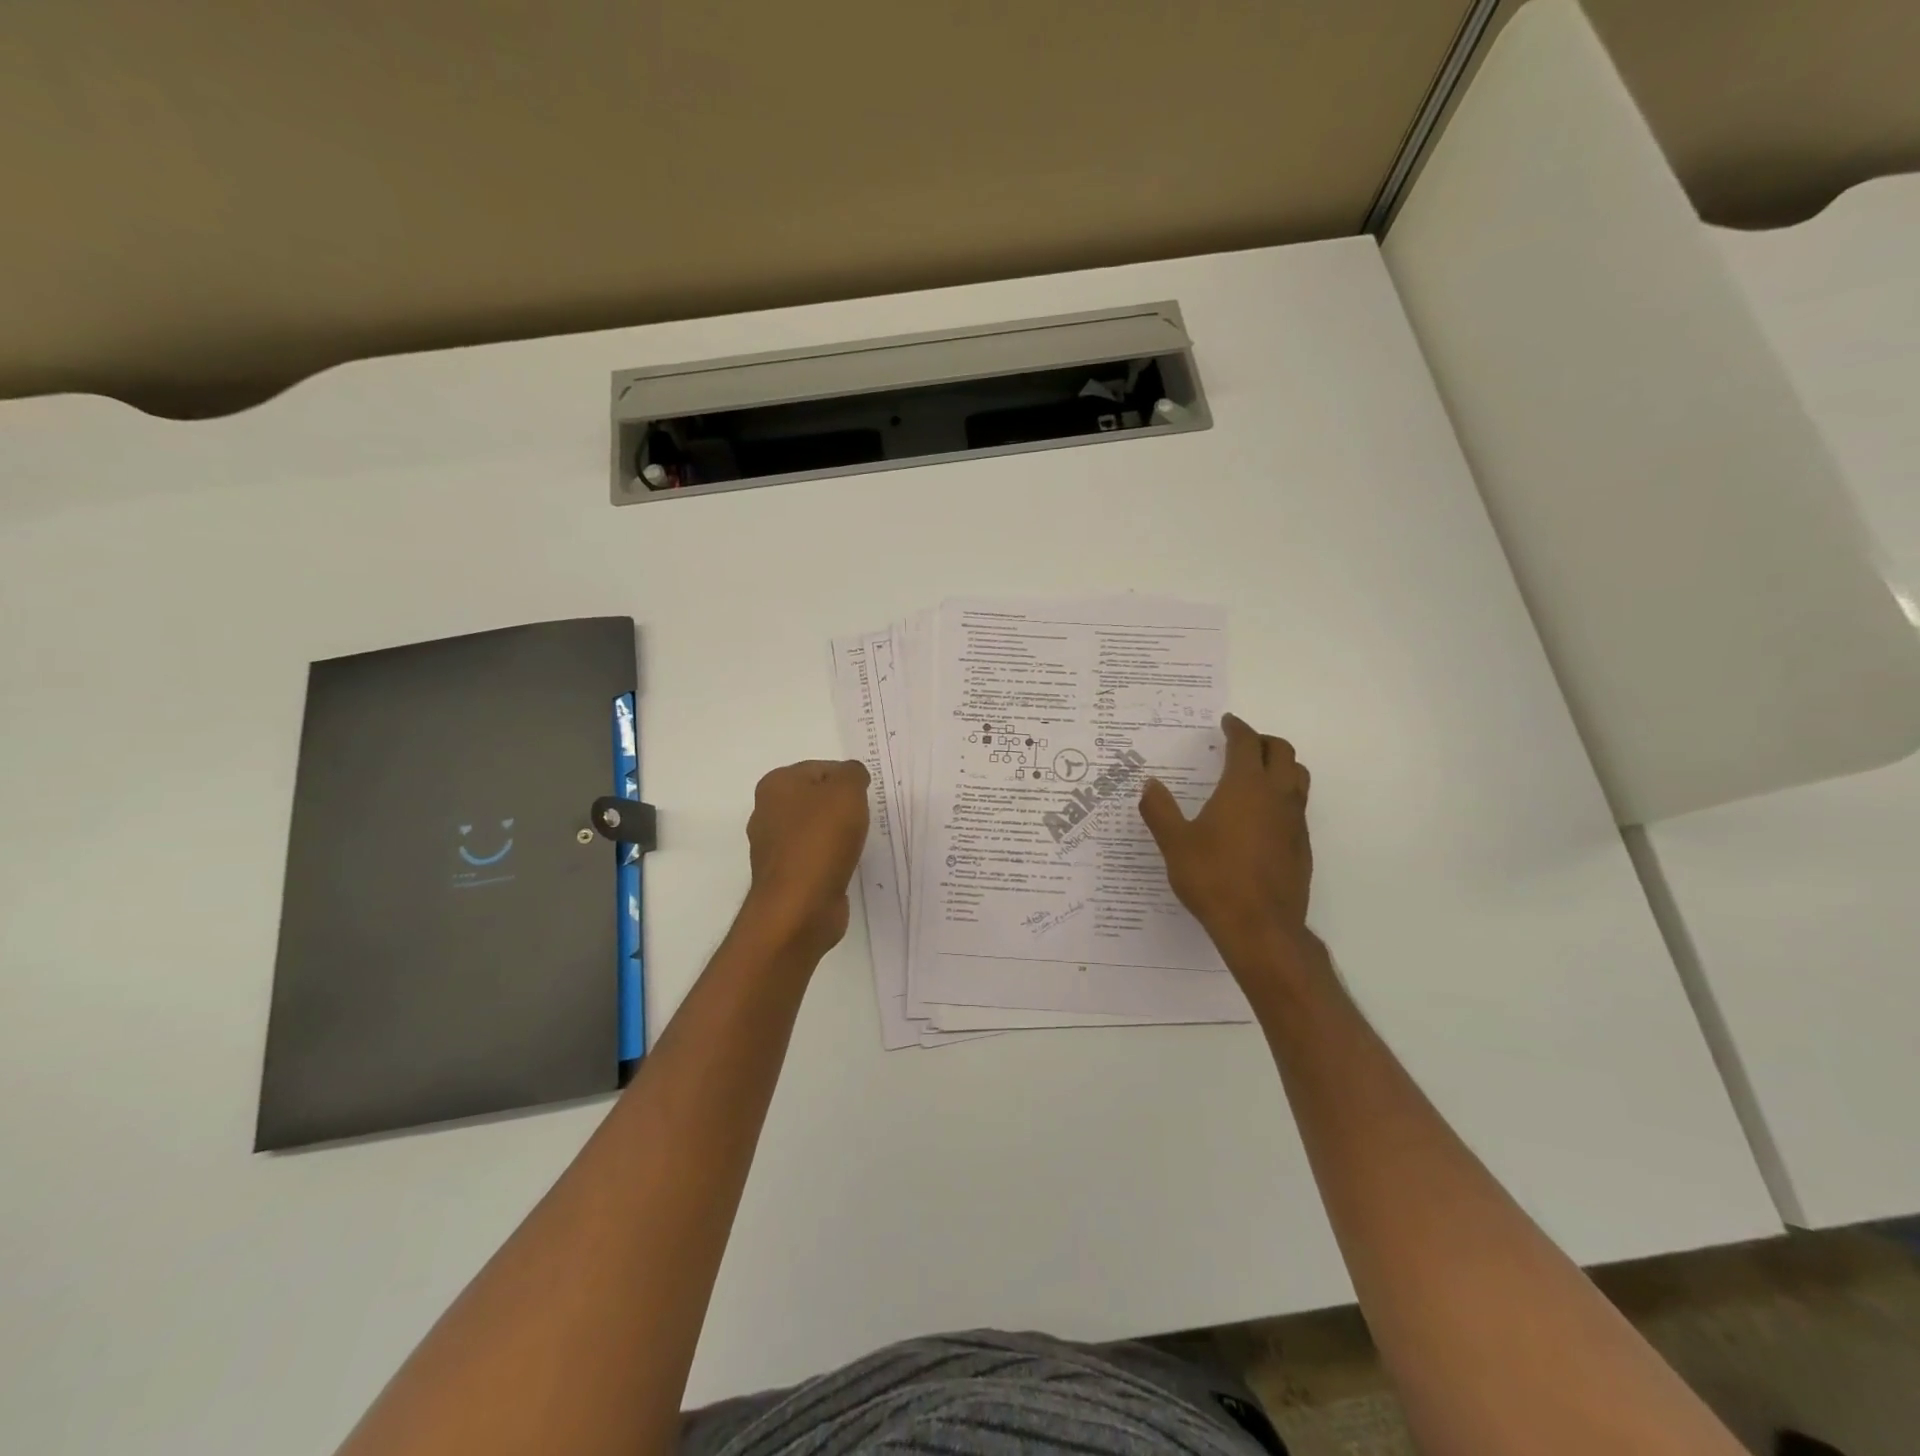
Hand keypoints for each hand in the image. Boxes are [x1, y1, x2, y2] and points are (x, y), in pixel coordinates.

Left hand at [741, 759, 870, 961]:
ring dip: (837, 834)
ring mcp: (773, 847)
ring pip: (814, 829)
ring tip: (856, 845)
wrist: (799, 907)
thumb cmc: (821, 840)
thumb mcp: (847, 791)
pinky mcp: (784, 875)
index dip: (848, 780)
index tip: (865, 798)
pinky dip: (830, 859)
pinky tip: (844, 866)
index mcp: (776, 784)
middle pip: (816, 799)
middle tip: (863, 820)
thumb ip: (853, 773)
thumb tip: (852, 776)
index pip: (821, 769)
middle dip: (841, 807)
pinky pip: (813, 857)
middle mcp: (767, 812)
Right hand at [1139, 713, 1312, 968]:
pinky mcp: (1302, 846)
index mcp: (1245, 787)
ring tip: (1258, 773)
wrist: (1260, 927)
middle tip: (1243, 744)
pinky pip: (1298, 806)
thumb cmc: (1213, 878)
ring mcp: (1294, 821)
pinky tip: (1262, 816)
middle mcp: (1276, 796)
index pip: (1247, 743)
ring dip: (1281, 765)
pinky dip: (1283, 795)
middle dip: (1263, 741)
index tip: (1227, 723)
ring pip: (1298, 777)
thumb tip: (1150, 784)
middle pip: (1282, 752)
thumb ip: (1160, 810)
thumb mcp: (1175, 843)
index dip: (1237, 729)